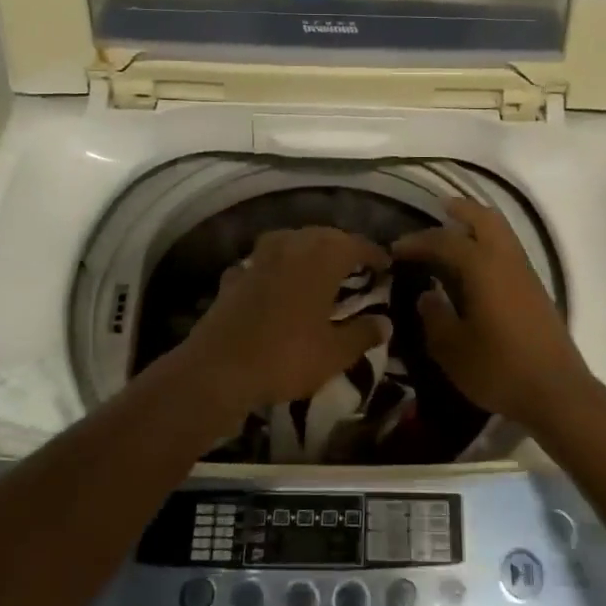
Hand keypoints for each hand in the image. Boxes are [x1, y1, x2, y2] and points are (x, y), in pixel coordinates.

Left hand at [171, 227, 390, 420]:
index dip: (374, 254)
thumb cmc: (286, 356)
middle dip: (342, 247)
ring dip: (308, 250)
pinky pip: (263, 263)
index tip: (387, 265)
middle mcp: (291, 247)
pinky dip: (275, 269)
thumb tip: (385, 322)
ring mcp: (258, 258)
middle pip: (323, 236)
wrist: (218, 369)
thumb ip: (363, 334)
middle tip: (357, 266)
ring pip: (291, 242)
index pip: (356, 244)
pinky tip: (276, 284)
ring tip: (319, 269)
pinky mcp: (235, 276)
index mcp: (322, 258)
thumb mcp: (335, 353)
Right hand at [392, 198, 589, 425]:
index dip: (418, 242)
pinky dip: (490, 242)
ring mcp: (525, 273)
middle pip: (485, 218)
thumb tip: (426, 295)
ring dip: (478, 224)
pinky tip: (476, 264)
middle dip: (461, 210)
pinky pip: (509, 249)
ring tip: (456, 230)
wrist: (557, 391)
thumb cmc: (499, 368)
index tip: (395, 249)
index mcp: (482, 268)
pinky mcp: (536, 289)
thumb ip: (435, 317)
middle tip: (438, 209)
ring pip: (502, 231)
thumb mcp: (452, 349)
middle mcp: (506, 260)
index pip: (444, 241)